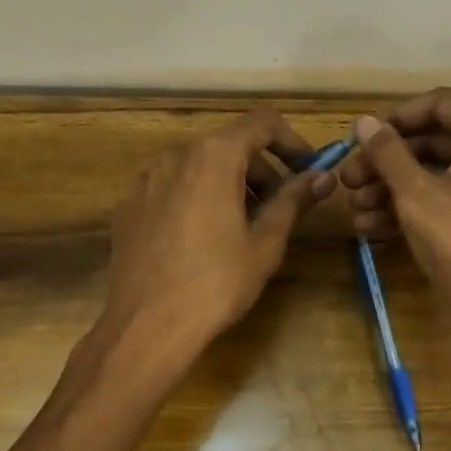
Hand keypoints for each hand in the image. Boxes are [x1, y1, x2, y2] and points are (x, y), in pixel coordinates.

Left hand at [99, 109, 335, 355]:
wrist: (146, 327)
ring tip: (242, 227)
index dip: (292, 142)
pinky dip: (196, 198)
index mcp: (213, 156)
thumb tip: (322, 177)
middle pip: (229, 145)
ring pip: (198, 166)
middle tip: (279, 209)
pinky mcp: (128, 205)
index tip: (308, 171)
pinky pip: (172, 187)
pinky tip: (201, 239)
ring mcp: (145, 179)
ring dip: (229, 184)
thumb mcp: (265, 243)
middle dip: (261, 170)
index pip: (262, 123)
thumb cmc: (216, 283)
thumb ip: (293, 201)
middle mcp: (175, 155)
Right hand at [339, 89, 450, 351]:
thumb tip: (363, 121)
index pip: (437, 104)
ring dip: (390, 188)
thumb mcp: (416, 193)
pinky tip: (370, 225)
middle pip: (431, 139)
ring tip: (354, 208)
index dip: (394, 119)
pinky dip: (409, 206)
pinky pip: (442, 195)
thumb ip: (387, 152)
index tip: (360, 138)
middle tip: (349, 180)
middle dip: (385, 162)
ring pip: (432, 171)